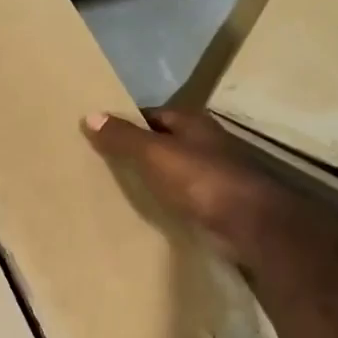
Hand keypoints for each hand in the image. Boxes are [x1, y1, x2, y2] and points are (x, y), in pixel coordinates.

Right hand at [84, 108, 287, 267]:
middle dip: (135, 151)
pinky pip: (180, 195)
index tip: (97, 138)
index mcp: (192, 122)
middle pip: (161, 141)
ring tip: (115, 189)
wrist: (248, 223)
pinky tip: (145, 211)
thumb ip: (123, 137)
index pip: (151, 115)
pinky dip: (163, 200)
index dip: (125, 124)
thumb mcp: (154, 154)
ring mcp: (212, 173)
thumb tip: (90, 115)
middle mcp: (204, 142)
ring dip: (149, 177)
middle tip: (100, 165)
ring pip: (171, 170)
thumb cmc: (201, 180)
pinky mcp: (214, 202)